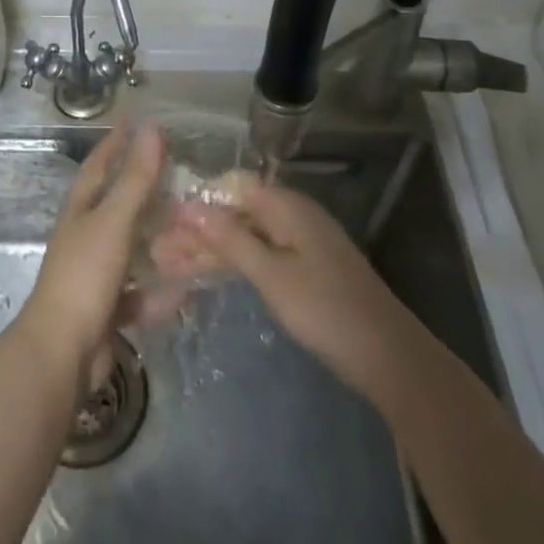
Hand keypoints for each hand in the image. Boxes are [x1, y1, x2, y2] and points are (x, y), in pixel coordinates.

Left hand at [17, 124, 166, 371]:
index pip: (99, 165)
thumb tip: (152, 128)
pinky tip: (187, 291)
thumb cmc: (84, 276)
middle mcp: (85, 238)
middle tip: (178, 175)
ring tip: (191, 232)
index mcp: (80, 212)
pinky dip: (160, 293)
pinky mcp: (107, 311)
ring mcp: (95, 275)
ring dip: (157, 243)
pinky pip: (140, 295)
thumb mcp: (114, 222)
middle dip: (145, 191)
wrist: (61, 353)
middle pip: (118, 206)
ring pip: (132, 251)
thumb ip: (136, 178)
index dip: (115, 142)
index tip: (134, 121)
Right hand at [172, 185, 420, 408]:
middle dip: (196, 231)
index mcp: (287, 206)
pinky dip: (230, 265)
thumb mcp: (271, 274)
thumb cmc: (325, 309)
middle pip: (234, 213)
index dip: (196, 201)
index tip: (162, 220)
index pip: (231, 187)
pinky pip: (257, 256)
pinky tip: (203, 276)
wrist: (387, 356)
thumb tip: (189, 205)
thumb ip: (229, 239)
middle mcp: (291, 216)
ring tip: (167, 267)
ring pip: (243, 237)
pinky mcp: (301, 269)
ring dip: (208, 250)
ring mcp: (297, 243)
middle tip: (156, 253)